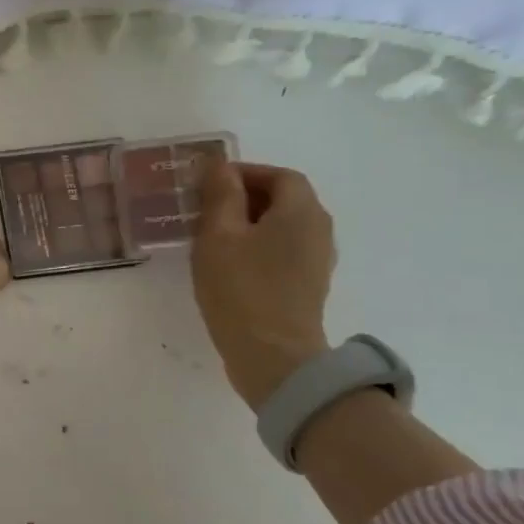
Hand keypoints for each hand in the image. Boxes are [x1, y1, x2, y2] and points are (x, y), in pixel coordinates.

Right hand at [192, 161, 334, 410]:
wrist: (273, 356)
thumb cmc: (241, 288)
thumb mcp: (219, 235)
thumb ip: (220, 195)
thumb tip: (219, 166)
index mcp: (301, 211)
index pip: (279, 175)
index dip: (244, 172)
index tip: (208, 183)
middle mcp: (318, 230)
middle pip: (285, 199)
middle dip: (245, 197)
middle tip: (204, 208)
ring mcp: (317, 261)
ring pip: (283, 227)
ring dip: (250, 223)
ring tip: (212, 236)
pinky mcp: (308, 286)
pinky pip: (283, 251)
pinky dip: (258, 246)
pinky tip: (229, 263)